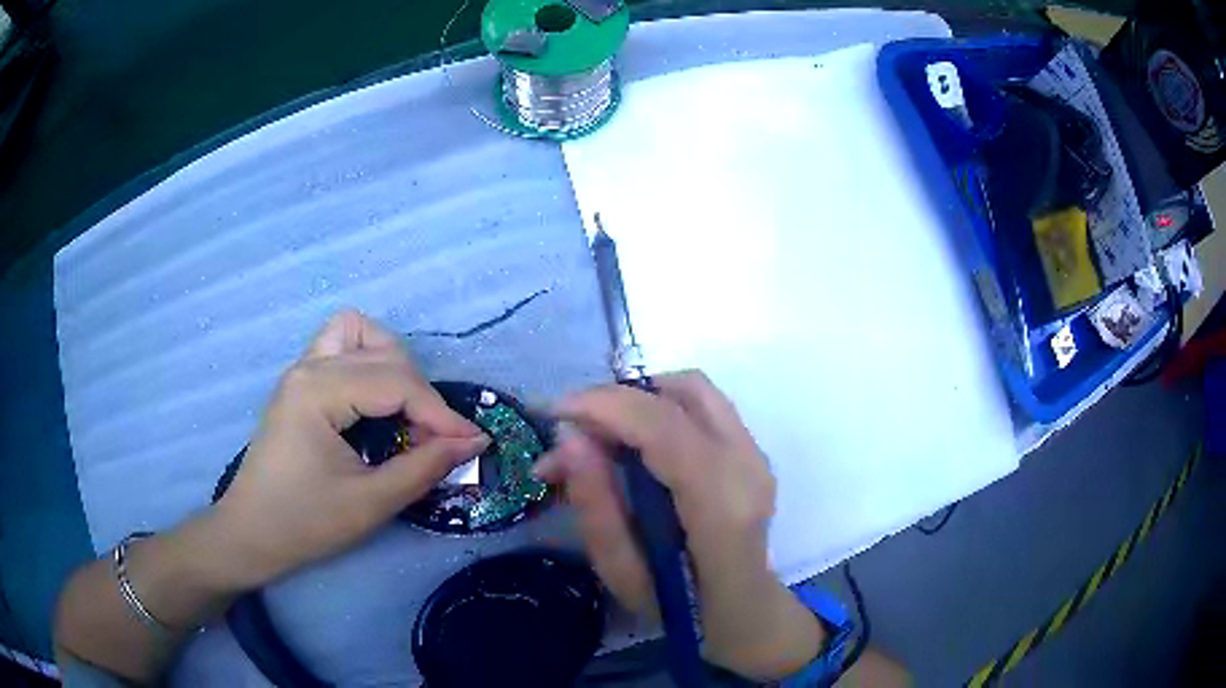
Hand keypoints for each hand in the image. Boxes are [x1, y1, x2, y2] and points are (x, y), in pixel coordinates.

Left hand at [210, 311, 489, 588]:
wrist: (251, 534)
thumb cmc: (305, 523)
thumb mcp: (370, 503)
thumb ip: (424, 467)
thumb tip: (473, 441)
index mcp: (319, 391)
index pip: (397, 384)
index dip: (442, 414)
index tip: (474, 444)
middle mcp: (309, 367)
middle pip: (384, 355)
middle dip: (421, 394)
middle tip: (437, 439)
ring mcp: (301, 370)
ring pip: (359, 333)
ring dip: (391, 361)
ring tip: (406, 408)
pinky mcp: (299, 383)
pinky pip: (339, 346)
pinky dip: (366, 359)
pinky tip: (375, 399)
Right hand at [535, 371, 823, 679]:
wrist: (747, 613)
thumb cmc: (683, 608)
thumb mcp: (625, 575)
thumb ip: (596, 507)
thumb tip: (568, 439)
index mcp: (719, 503)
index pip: (662, 425)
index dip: (603, 406)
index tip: (553, 413)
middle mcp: (747, 464)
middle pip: (681, 392)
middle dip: (616, 398)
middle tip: (572, 430)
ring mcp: (756, 453)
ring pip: (695, 389)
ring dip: (640, 397)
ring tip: (600, 432)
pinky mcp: (753, 450)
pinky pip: (703, 405)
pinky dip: (660, 406)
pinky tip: (634, 440)